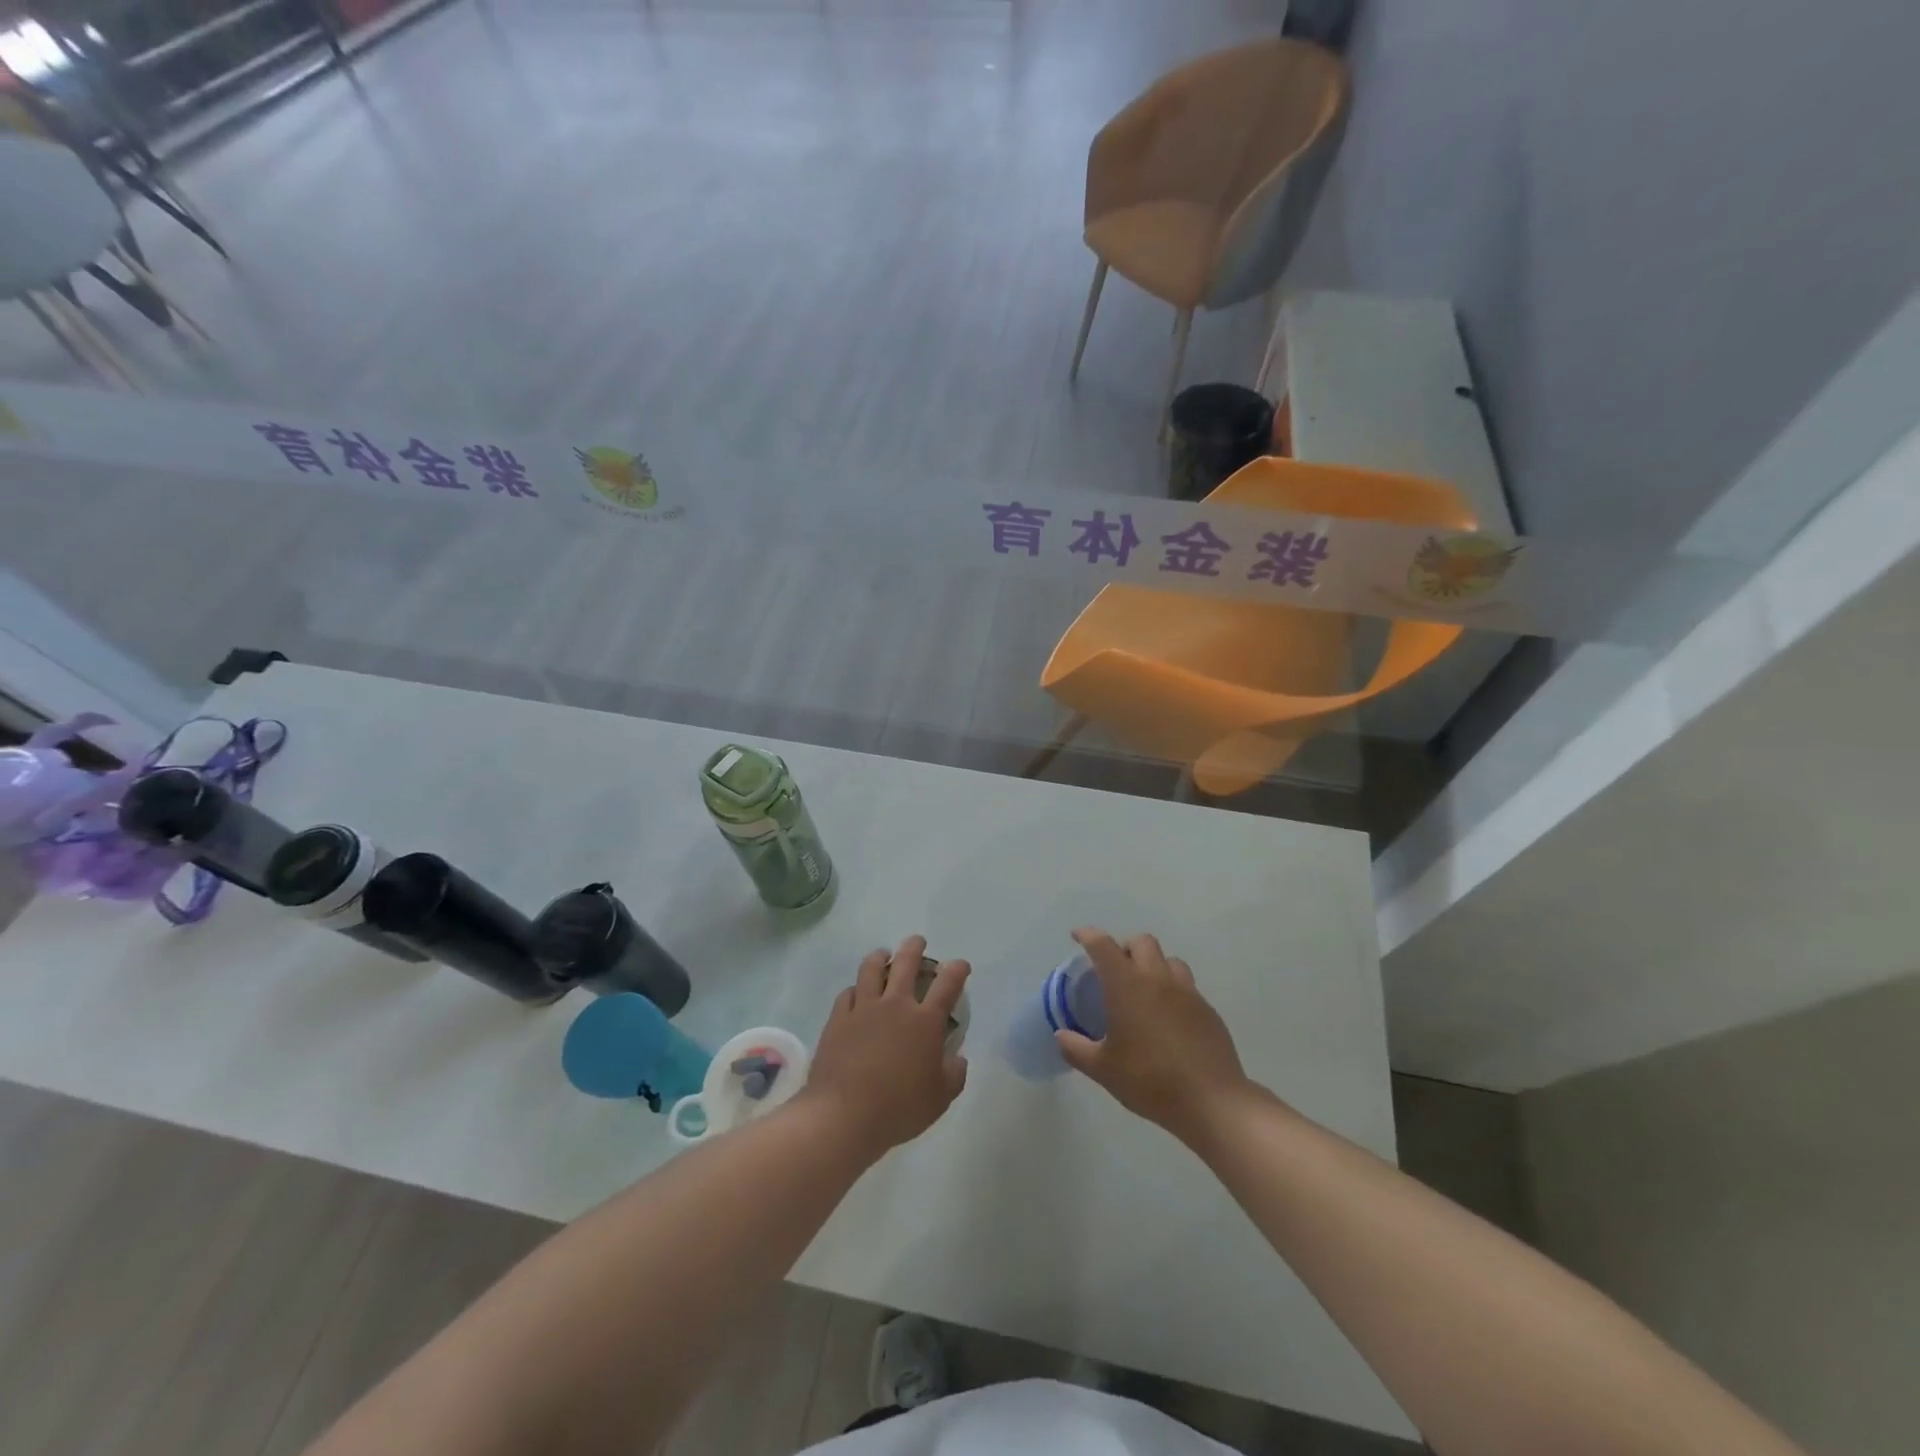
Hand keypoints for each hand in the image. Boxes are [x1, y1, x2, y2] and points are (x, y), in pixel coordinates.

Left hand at [804, 935, 969, 1160]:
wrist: (845, 1115)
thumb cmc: (899, 1108)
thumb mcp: (940, 1098)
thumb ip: (954, 1074)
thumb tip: (957, 1058)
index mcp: (925, 1021)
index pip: (948, 983)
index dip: (957, 969)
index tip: (961, 965)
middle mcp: (896, 1004)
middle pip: (906, 962)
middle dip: (915, 947)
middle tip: (918, 942)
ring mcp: (864, 1008)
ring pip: (872, 968)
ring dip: (880, 956)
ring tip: (883, 955)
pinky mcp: (838, 1018)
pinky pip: (848, 992)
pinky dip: (856, 989)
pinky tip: (856, 993)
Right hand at [1056, 928, 1250, 1142]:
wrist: (1211, 1101)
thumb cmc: (1150, 1080)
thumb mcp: (1103, 1070)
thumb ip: (1076, 1049)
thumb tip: (1061, 1036)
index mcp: (1128, 985)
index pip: (1103, 945)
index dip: (1088, 935)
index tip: (1077, 936)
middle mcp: (1158, 979)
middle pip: (1141, 941)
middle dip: (1124, 947)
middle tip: (1113, 969)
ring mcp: (1187, 992)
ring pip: (1168, 960)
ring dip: (1152, 965)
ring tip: (1143, 990)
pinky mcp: (1207, 1010)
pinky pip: (1187, 986)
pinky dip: (1172, 989)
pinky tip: (1168, 1018)